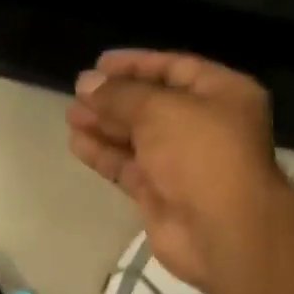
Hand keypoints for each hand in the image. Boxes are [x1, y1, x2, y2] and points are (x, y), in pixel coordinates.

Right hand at [67, 50, 285, 288]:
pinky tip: (77, 144)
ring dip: (105, 126)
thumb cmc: (200, 153)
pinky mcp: (162, 195)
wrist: (221, 229)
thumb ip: (120, 95)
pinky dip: (105, 155)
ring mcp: (183, 164)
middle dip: (115, 99)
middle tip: (77, 93)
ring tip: (71, 117)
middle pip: (153, 105)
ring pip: (138, 138)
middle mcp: (206, 126)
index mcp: (222, 94)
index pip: (175, 68)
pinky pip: (130, 168)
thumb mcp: (159, 109)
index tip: (98, 64)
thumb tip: (86, 83)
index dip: (136, 65)